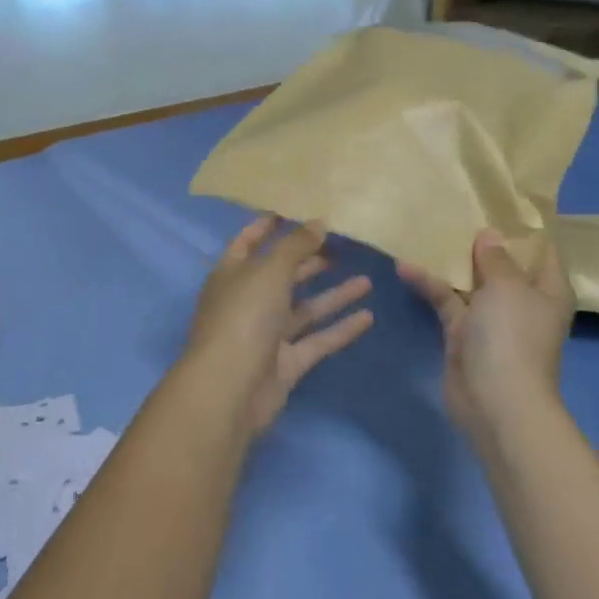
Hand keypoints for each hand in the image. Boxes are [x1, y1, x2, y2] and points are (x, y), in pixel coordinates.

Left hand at [179, 215, 374, 435]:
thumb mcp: (269, 271)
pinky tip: (369, 317)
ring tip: (367, 280)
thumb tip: (318, 222)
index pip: (249, 241)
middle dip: (309, 259)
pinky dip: (340, 329)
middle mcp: (248, 301)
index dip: (269, 225)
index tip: (298, 209)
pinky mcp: (285, 363)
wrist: (230, 390)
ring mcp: (266, 334)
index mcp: (232, 273)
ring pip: (303, 309)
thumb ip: (295, 245)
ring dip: (333, 295)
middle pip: (281, 274)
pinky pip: (317, 340)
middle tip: (344, 245)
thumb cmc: (244, 317)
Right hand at [399, 229, 575, 438]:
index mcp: (547, 289)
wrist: (495, 400)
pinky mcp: (462, 333)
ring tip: (426, 230)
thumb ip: (496, 258)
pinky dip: (428, 285)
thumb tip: (489, 235)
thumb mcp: (507, 287)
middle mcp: (521, 301)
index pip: (542, 250)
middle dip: (480, 240)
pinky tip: (404, 266)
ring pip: (470, 281)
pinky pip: (446, 300)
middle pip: (502, 263)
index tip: (498, 200)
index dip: (523, 226)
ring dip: (450, 261)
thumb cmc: (512, 336)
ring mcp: (491, 318)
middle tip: (456, 208)